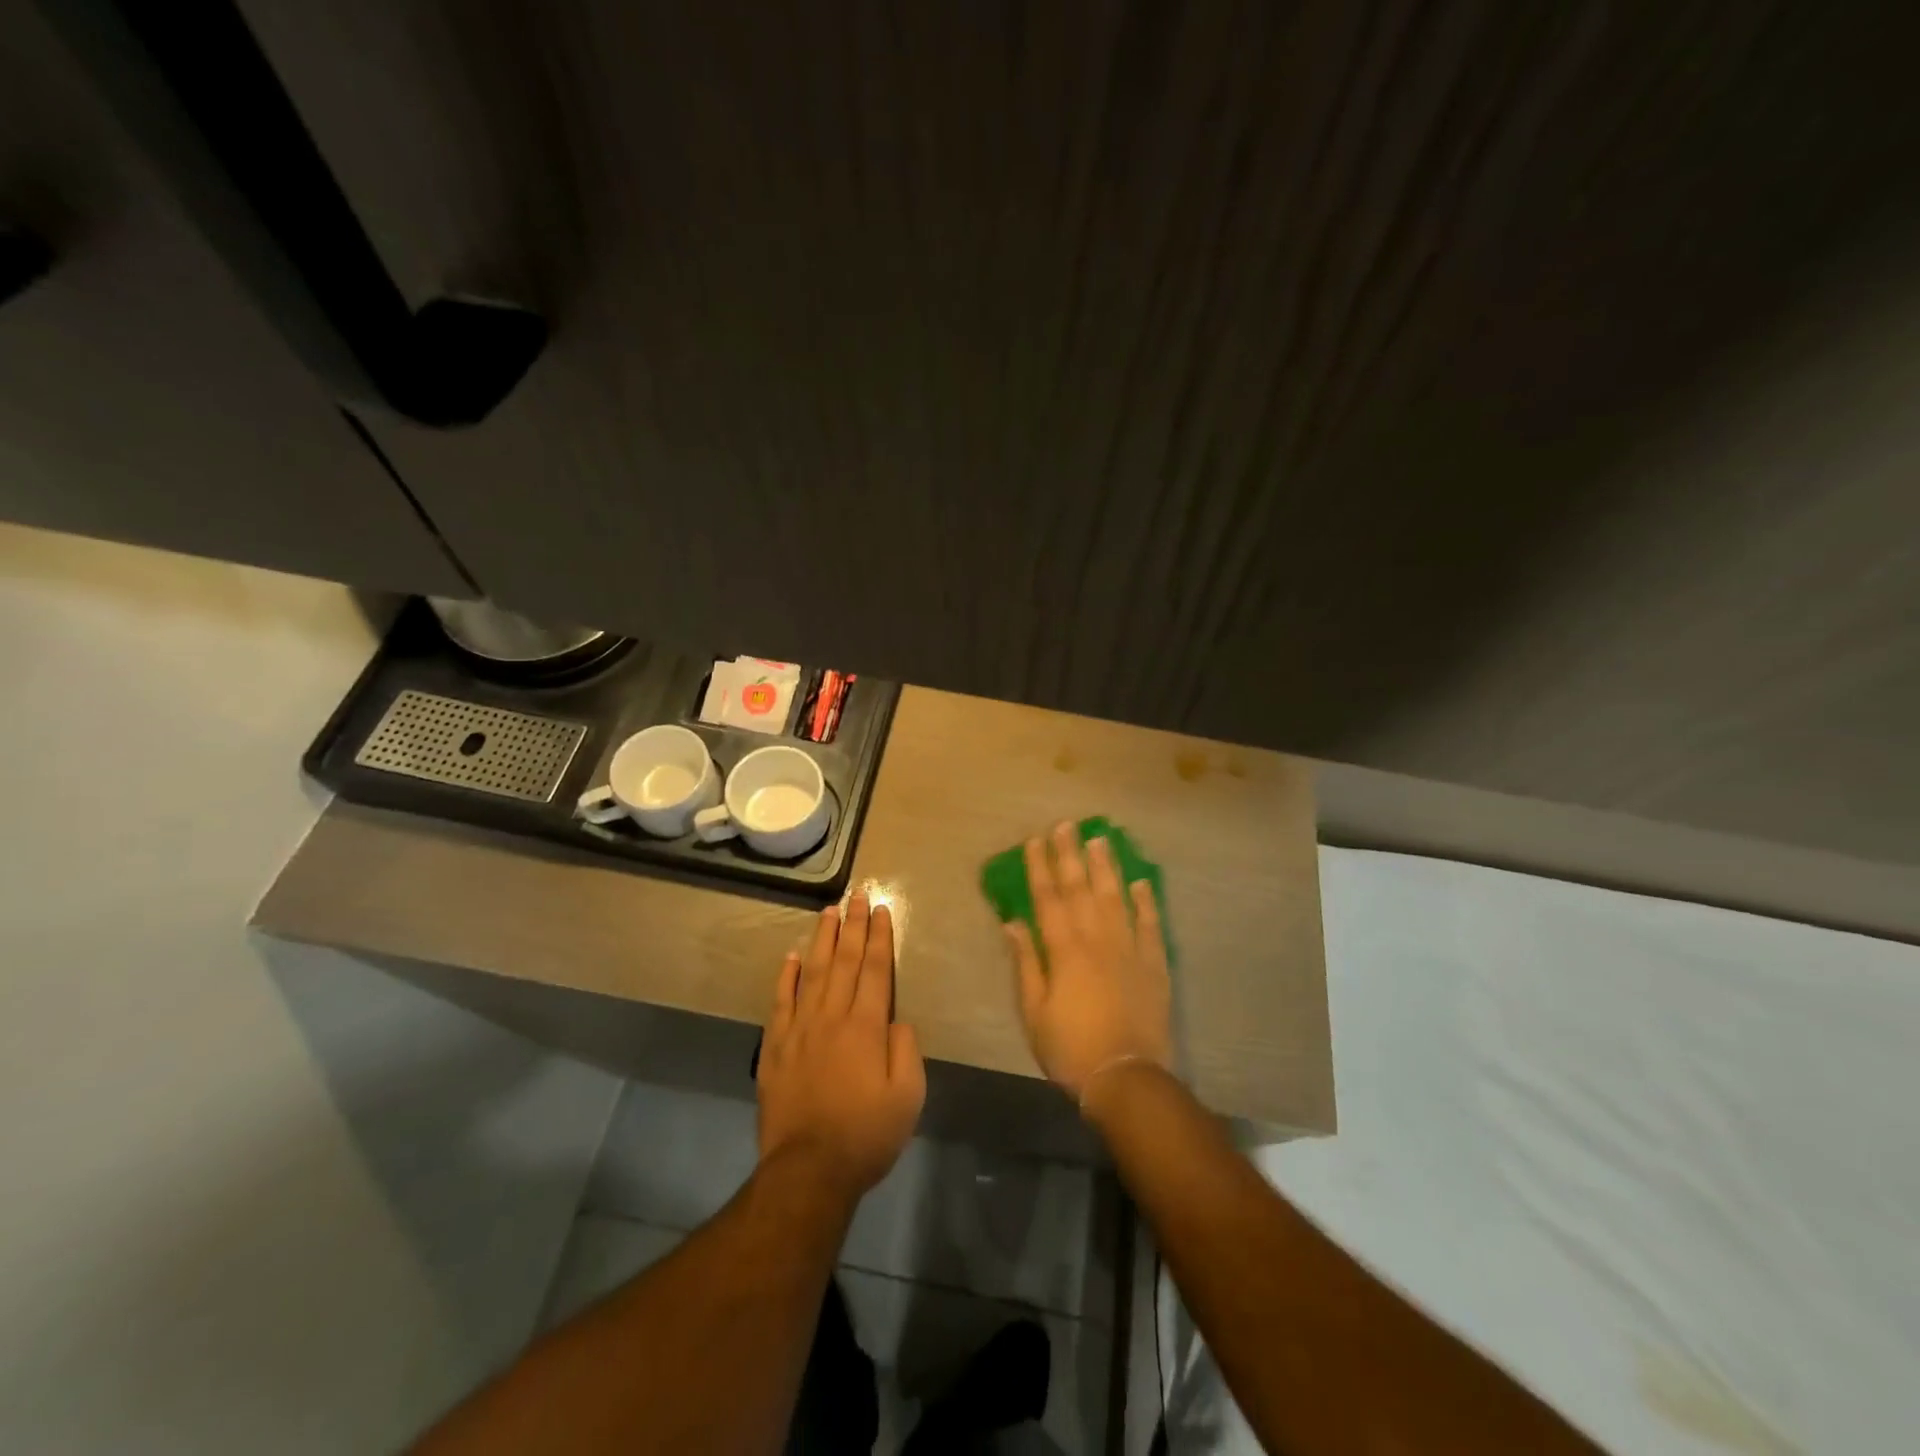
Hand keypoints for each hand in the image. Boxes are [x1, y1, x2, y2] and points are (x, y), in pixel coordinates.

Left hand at [757, 892, 925, 1201]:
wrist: (808, 1170)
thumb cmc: (866, 1134)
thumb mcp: (908, 1096)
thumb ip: (905, 1049)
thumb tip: (897, 1019)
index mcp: (867, 1026)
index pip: (876, 970)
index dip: (880, 937)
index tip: (882, 909)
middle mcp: (832, 1017)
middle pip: (846, 961)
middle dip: (854, 925)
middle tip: (858, 894)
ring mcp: (800, 1029)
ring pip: (813, 972)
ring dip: (823, 939)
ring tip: (829, 912)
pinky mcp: (776, 1047)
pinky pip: (781, 1001)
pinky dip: (787, 976)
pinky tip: (792, 956)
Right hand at [1004, 823, 1172, 1103]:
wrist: (1125, 1077)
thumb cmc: (1070, 1047)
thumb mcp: (1034, 1011)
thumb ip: (1026, 964)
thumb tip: (1014, 923)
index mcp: (1064, 950)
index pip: (1048, 899)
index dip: (1040, 868)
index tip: (1035, 841)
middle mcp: (1097, 940)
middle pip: (1081, 889)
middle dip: (1071, 855)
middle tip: (1066, 825)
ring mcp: (1129, 950)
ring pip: (1116, 898)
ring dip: (1107, 868)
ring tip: (1101, 840)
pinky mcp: (1154, 965)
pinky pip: (1150, 925)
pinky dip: (1146, 903)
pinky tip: (1141, 883)